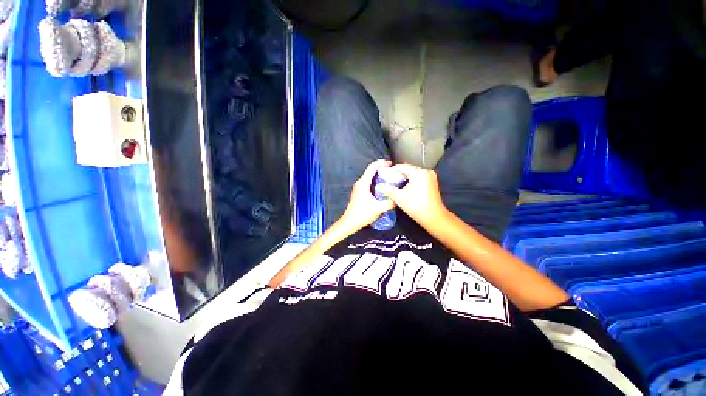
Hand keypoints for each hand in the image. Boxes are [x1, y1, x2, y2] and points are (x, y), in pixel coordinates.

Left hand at [339, 160, 395, 232]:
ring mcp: (358, 188)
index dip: (381, 163)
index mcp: (363, 183)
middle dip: (381, 168)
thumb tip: (399, 198)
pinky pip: (368, 183)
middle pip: (370, 171)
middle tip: (392, 171)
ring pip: (369, 177)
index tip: (390, 163)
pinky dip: (376, 181)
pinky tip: (382, 187)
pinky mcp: (359, 193)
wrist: (350, 222)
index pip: (372, 168)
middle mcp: (360, 183)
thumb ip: (390, 203)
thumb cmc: (362, 214)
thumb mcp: (379, 208)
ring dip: (378, 175)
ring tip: (389, 178)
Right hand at [378, 164, 447, 226]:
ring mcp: (430, 177)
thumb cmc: (416, 206)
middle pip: (408, 169)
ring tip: (394, 184)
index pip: (401, 167)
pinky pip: (419, 178)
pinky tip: (404, 187)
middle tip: (388, 180)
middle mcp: (426, 171)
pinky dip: (411, 181)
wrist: (433, 217)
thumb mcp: (398, 197)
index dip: (391, 170)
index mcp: (418, 172)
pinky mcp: (432, 183)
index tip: (384, 175)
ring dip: (404, 178)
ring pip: (413, 174)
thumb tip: (380, 186)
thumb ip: (388, 189)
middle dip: (398, 175)